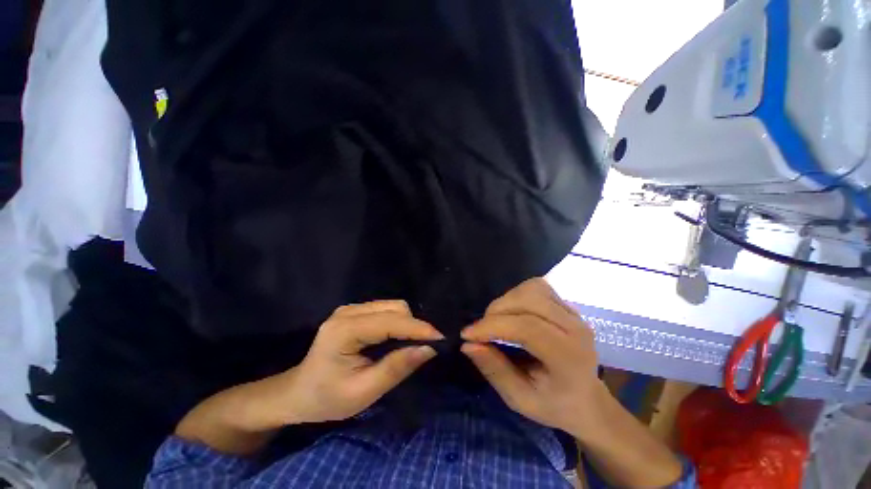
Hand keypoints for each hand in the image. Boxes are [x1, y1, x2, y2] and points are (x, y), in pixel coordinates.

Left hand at [285, 300, 443, 423]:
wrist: (298, 394)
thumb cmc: (327, 399)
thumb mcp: (363, 392)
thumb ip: (397, 367)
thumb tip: (428, 349)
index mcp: (344, 330)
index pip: (390, 322)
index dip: (417, 328)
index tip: (440, 338)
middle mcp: (348, 312)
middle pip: (394, 308)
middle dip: (413, 326)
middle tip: (424, 348)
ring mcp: (350, 309)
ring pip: (392, 306)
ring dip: (406, 323)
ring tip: (410, 345)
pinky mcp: (354, 312)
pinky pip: (385, 310)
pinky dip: (397, 322)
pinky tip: (396, 339)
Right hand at [460, 278, 603, 434]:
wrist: (587, 400)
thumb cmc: (554, 405)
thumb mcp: (520, 400)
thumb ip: (495, 371)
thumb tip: (467, 344)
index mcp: (568, 357)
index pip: (527, 328)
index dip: (493, 326)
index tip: (467, 334)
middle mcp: (575, 327)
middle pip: (528, 300)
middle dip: (496, 311)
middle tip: (482, 331)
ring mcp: (573, 312)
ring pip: (531, 288)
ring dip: (506, 301)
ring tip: (497, 321)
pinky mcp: (566, 304)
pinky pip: (536, 287)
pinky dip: (516, 295)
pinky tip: (512, 312)